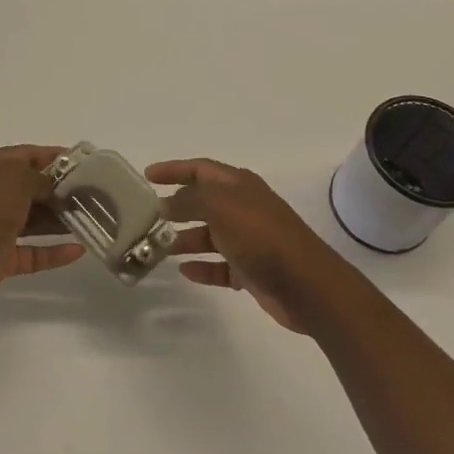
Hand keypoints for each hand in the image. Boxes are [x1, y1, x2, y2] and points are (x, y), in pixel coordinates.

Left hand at [0, 146, 84, 310]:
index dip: (55, 158)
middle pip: (30, 189)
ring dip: (60, 220)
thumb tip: (55, 186)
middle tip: (94, 195)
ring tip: (93, 220)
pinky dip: (53, 252)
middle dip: (60, 191)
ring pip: (33, 221)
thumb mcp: (15, 179)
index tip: (85, 164)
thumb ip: (40, 178)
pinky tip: (78, 250)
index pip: (25, 155)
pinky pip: (32, 252)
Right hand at [148, 158, 361, 333]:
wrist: (306, 284)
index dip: (174, 170)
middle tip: (147, 217)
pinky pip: (221, 266)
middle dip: (176, 207)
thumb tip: (166, 204)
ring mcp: (249, 240)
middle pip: (203, 202)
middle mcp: (244, 208)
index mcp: (239, 185)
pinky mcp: (252, 270)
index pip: (200, 169)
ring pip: (210, 235)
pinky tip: (184, 272)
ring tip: (157, 248)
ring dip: (185, 239)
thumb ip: (189, 200)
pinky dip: (203, 267)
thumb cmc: (261, 236)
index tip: (147, 176)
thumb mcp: (220, 207)